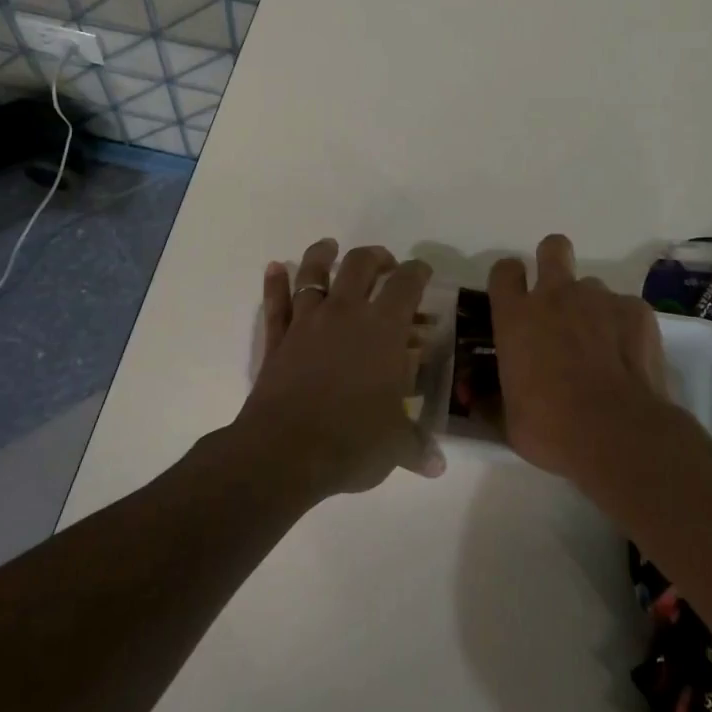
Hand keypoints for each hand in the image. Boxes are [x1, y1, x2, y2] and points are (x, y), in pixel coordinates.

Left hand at [235, 239, 445, 500]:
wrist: (284, 452)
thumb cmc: (351, 441)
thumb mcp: (393, 446)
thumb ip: (416, 447)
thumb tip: (437, 466)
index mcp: (383, 329)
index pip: (406, 284)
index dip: (417, 272)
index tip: (422, 272)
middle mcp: (345, 313)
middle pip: (359, 264)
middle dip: (375, 257)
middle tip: (385, 265)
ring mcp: (306, 322)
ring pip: (313, 273)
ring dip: (322, 255)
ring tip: (329, 246)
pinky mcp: (277, 339)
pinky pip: (275, 302)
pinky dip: (275, 282)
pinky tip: (275, 266)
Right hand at [486, 234, 689, 483]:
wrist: (618, 434)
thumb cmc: (551, 428)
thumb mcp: (508, 418)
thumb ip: (492, 399)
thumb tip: (477, 399)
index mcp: (516, 316)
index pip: (504, 270)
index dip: (509, 278)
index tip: (514, 295)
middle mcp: (556, 295)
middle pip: (553, 248)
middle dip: (552, 261)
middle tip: (557, 298)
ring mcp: (600, 299)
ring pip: (592, 286)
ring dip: (590, 308)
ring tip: (599, 347)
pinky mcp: (637, 311)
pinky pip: (625, 308)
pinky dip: (624, 328)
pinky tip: (627, 360)